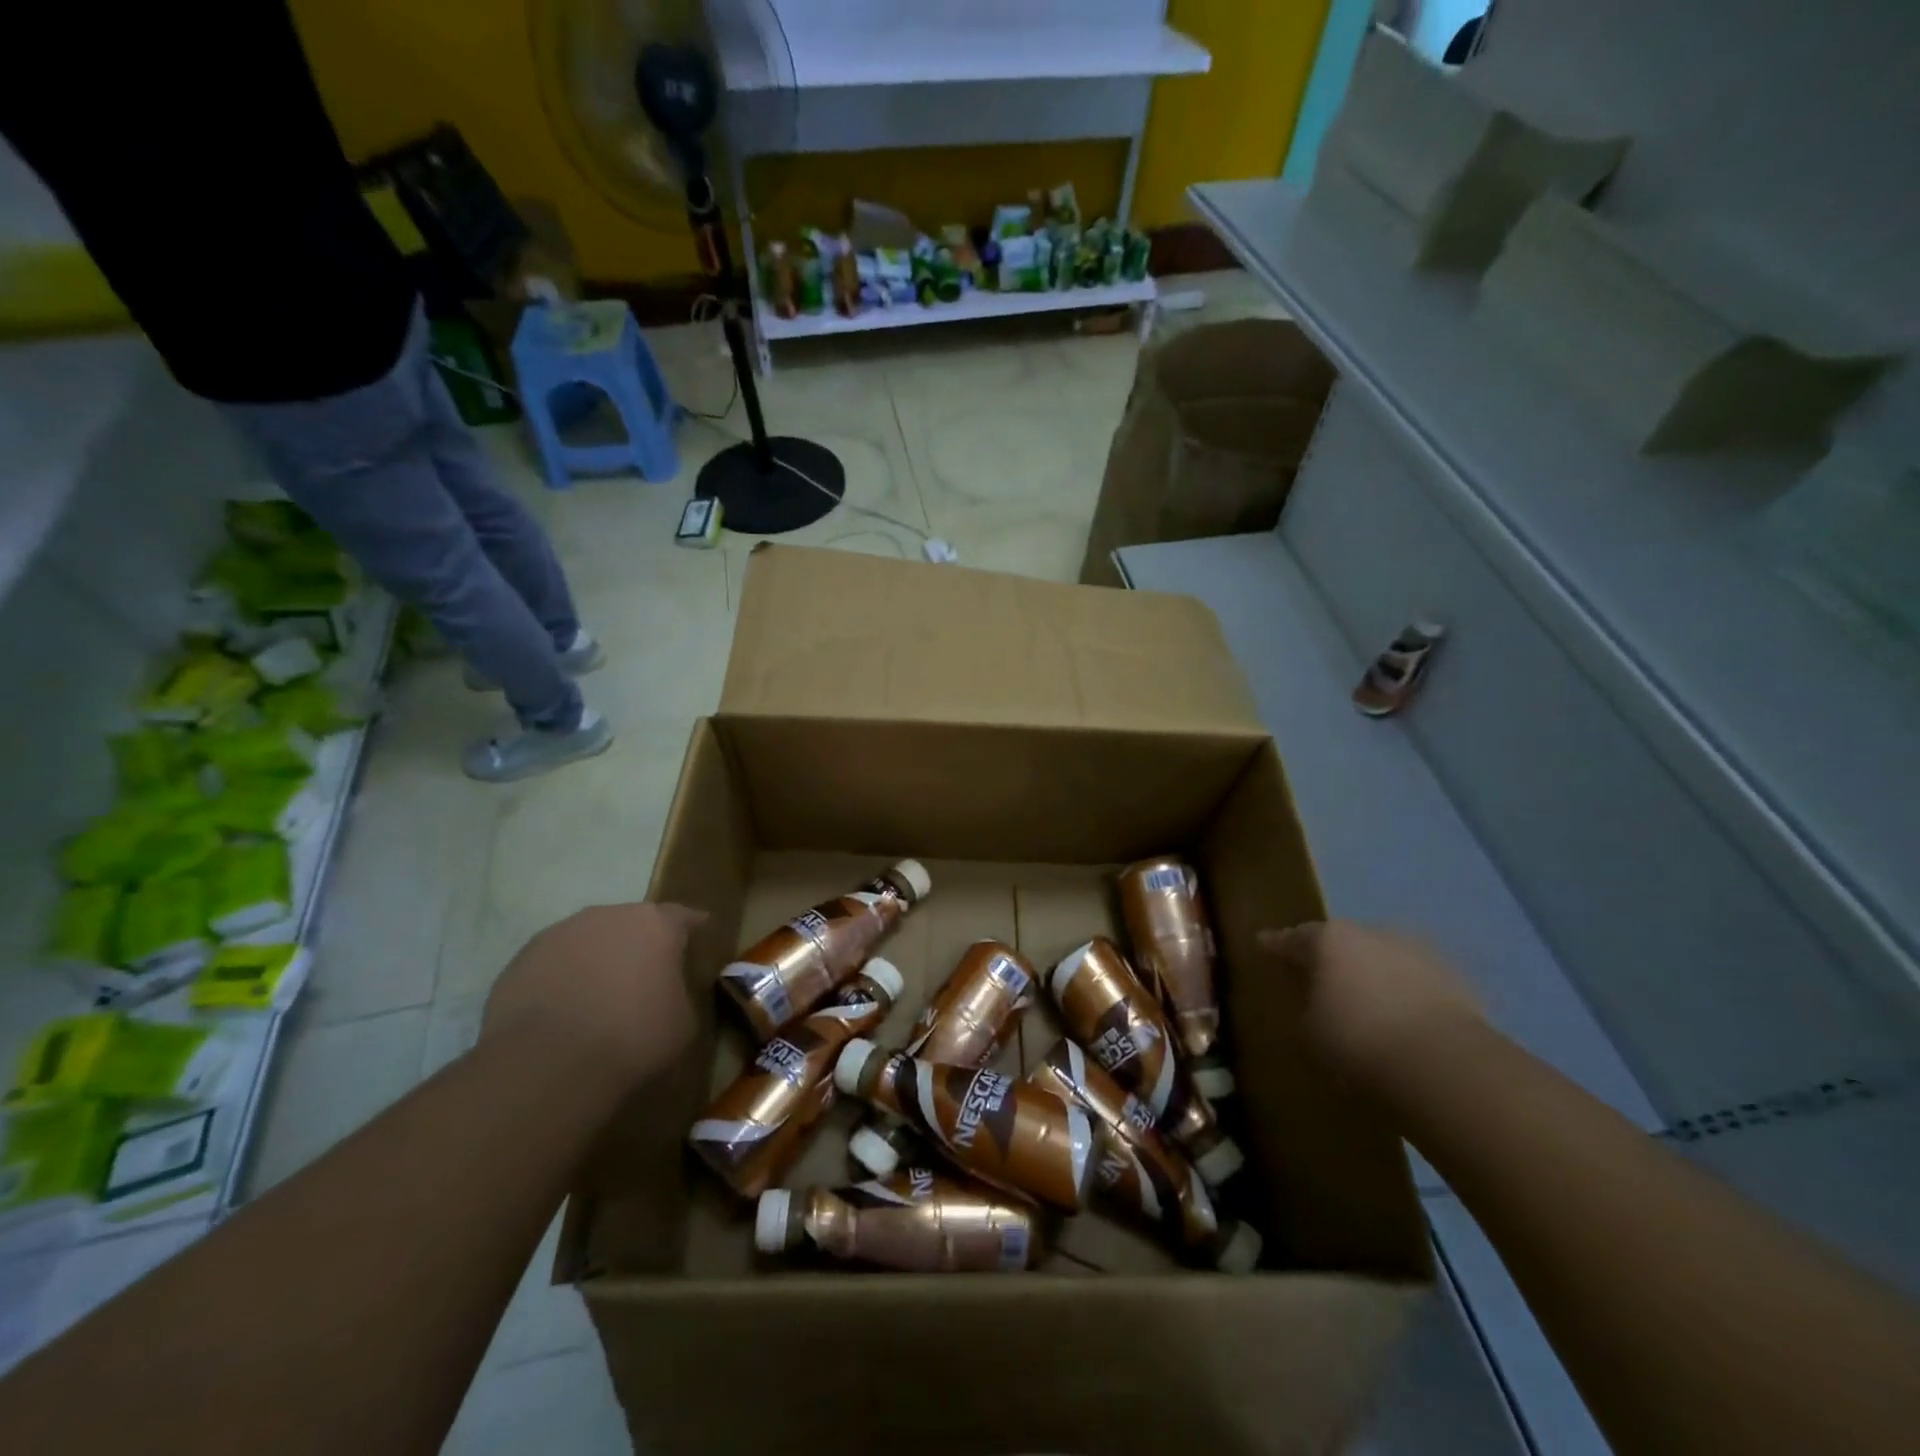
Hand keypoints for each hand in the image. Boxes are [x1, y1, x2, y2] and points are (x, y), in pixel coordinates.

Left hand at [482, 902, 706, 1088]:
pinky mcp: (521, 959)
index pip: (683, 916)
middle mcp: (608, 915)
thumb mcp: (683, 1021)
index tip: (699, 934)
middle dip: (639, 945)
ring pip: (589, 941)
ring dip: (597, 960)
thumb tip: (667, 991)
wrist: (546, 1065)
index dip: (692, 927)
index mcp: (656, 924)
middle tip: (643, 977)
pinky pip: (554, 964)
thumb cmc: (632, 1038)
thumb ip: (680, 993)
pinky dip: (562, 979)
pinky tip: (563, 1011)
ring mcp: (560, 933)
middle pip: (631, 924)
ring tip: (598, 996)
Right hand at [1258, 921, 1483, 1090]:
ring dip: (1372, 974)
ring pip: (1383, 958)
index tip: (1263, 945)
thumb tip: (1313, 999)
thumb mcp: (1309, 1029)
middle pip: (1342, 942)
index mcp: (1328, 938)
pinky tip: (1402, 1017)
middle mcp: (1371, 932)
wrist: (1444, 1065)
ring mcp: (1418, 951)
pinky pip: (1417, 981)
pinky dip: (1406, 993)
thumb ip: (1306, 1004)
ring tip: (1366, 1001)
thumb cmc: (1357, 1041)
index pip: (1292, 938)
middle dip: (1331, 958)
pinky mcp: (1456, 978)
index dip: (1276, 944)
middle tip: (1319, 977)